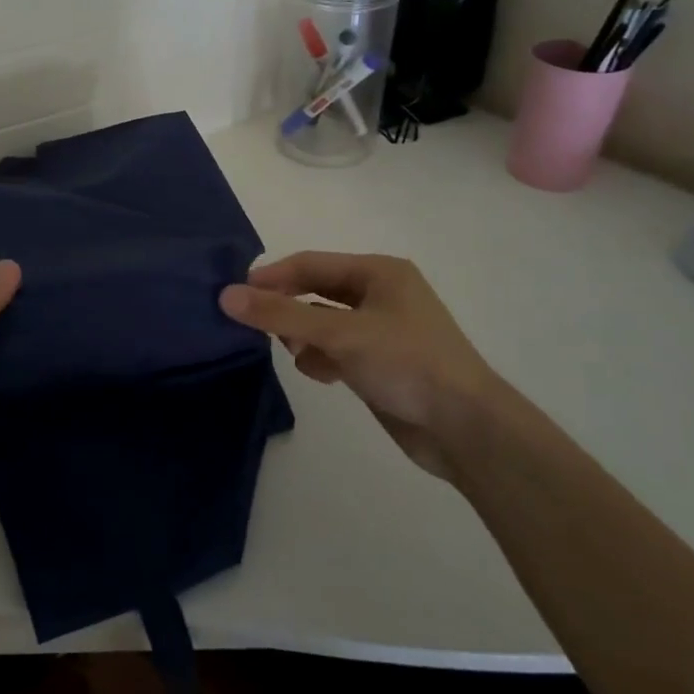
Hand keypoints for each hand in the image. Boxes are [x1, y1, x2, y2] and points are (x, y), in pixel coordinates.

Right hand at [220, 251, 506, 481]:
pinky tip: (323, 376)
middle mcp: (380, 294)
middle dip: (287, 309)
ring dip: (304, 337)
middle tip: (255, 327)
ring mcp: (381, 330)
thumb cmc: (406, 364)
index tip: (234, 296)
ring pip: (322, 323)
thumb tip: (226, 296)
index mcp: (379, 272)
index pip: (310, 264)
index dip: (271, 277)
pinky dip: (322, 359)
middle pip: (315, 292)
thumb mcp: (339, 334)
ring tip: (297, 355)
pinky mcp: (380, 363)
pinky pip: (336, 350)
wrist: (466, 429)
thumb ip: (281, 315)